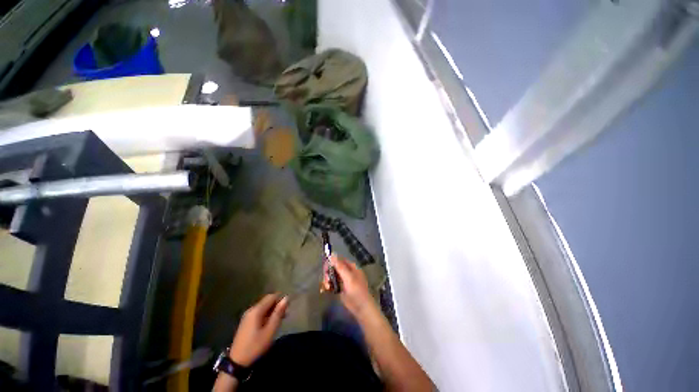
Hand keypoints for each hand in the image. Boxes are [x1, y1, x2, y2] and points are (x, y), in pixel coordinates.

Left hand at [229, 294, 288, 366]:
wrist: (237, 362)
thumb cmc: (255, 346)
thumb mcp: (270, 331)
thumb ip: (278, 313)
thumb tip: (286, 298)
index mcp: (256, 310)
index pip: (272, 296)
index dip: (281, 300)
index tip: (287, 309)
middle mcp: (251, 310)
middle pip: (267, 301)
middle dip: (277, 306)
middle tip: (284, 316)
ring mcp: (247, 316)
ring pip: (263, 307)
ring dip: (272, 311)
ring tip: (279, 321)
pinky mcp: (246, 322)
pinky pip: (259, 313)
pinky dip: (266, 316)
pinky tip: (270, 325)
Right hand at [324, 255, 376, 317]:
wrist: (361, 308)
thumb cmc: (356, 291)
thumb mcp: (348, 278)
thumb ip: (340, 266)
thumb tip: (332, 254)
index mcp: (350, 267)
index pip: (338, 260)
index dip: (331, 263)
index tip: (325, 269)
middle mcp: (346, 272)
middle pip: (333, 268)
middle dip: (328, 273)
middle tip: (326, 281)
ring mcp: (343, 280)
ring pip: (331, 276)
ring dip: (327, 280)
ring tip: (327, 287)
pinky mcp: (340, 288)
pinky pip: (332, 283)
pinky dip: (328, 285)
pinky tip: (327, 290)